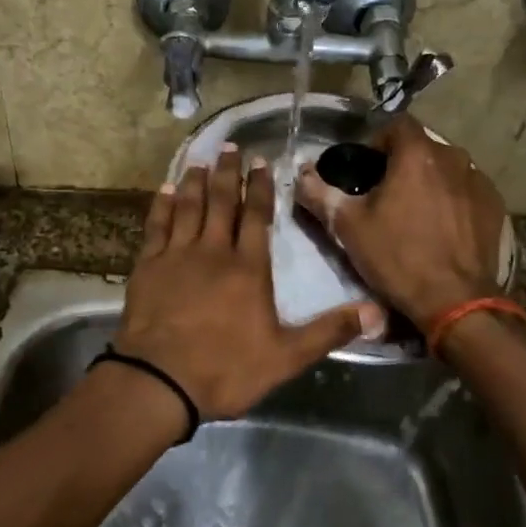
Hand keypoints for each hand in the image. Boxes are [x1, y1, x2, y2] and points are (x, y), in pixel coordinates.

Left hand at [115, 146, 385, 419]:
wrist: (159, 380)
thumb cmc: (225, 369)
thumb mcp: (286, 357)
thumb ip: (329, 331)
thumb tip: (377, 312)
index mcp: (248, 269)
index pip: (258, 218)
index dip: (261, 188)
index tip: (261, 162)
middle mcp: (213, 252)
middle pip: (222, 203)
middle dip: (229, 173)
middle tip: (230, 146)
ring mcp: (177, 256)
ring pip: (189, 207)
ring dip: (196, 182)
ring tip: (201, 160)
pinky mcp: (148, 266)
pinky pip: (156, 226)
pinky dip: (162, 205)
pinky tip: (164, 190)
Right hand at [295, 117, 507, 331]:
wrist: (455, 301)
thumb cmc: (397, 257)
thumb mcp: (347, 226)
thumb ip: (319, 192)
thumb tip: (300, 173)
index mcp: (417, 155)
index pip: (397, 124)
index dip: (378, 140)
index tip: (365, 168)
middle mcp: (453, 158)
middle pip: (422, 147)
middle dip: (403, 163)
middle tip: (385, 194)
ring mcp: (479, 182)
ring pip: (446, 169)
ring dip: (429, 181)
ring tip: (414, 212)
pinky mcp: (494, 207)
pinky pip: (467, 191)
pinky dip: (452, 200)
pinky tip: (441, 228)